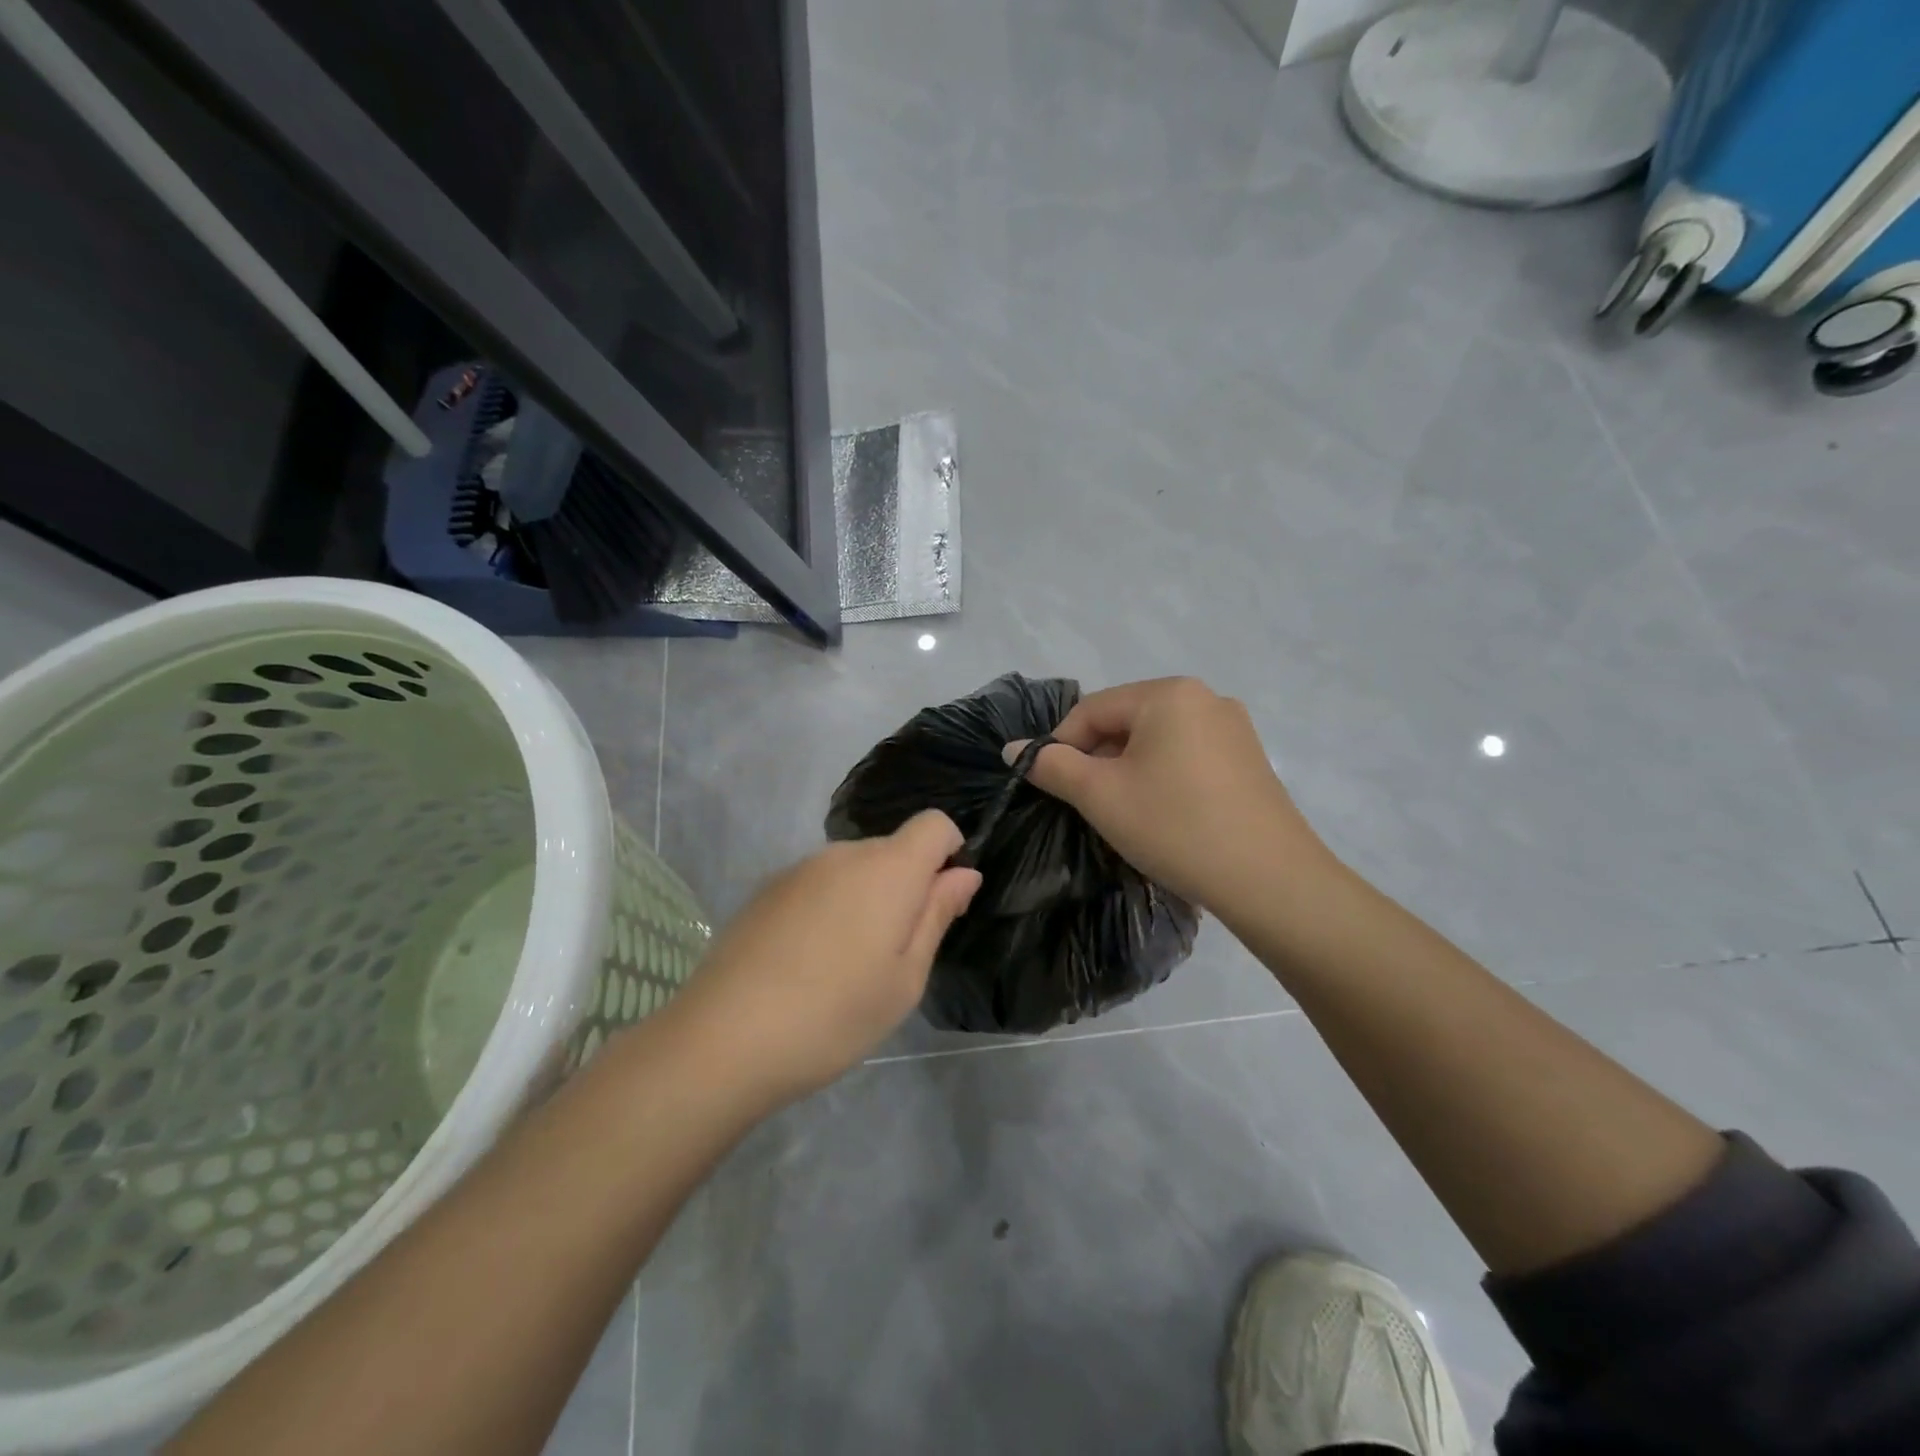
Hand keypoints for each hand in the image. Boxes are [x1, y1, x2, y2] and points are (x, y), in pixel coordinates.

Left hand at [667, 810, 980, 1105]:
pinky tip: (806, 963)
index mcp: (888, 869)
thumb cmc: (835, 1015)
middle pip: (892, 849)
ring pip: (853, 868)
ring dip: (864, 899)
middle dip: (906, 886)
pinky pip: (817, 884)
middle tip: (893, 955)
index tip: (940, 904)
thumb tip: (964, 872)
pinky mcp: (765, 890)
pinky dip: (827, 908)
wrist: (724, 1039)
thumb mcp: (905, 978)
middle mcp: (843, 854)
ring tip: (845, 966)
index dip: (949, 853)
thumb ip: (937, 915)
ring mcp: (799, 869)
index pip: (934, 824)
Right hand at [1006, 677, 1333, 914]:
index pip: (1092, 709)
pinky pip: (1187, 756)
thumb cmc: (1175, 826)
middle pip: (1127, 721)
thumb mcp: (1101, 796)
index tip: (1051, 786)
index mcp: (1168, 694)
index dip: (1061, 745)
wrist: (1270, 880)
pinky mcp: (1249, 759)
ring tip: (1124, 813)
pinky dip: (1163, 777)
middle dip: (1098, 759)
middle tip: (1087, 804)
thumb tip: (1013, 749)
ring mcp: (1234, 728)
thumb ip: (1052, 766)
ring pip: (1157, 740)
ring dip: (1128, 770)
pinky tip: (1163, 814)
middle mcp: (1205, 697)